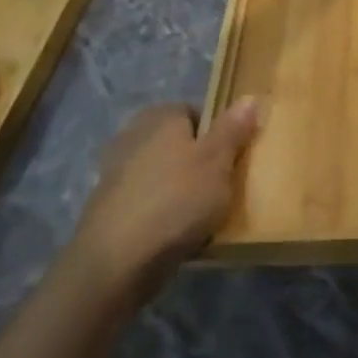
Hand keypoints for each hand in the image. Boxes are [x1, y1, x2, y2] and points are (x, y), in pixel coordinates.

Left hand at [71, 98, 259, 298]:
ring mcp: (116, 172)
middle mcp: (133, 135)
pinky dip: (162, 212)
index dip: (218, 134)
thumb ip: (233, 129)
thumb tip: (248, 97)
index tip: (234, 160)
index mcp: (160, 116)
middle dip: (199, 163)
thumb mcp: (217, 161)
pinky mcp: (109, 206)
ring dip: (180, 190)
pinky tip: (176, 234)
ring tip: (204, 216)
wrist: (118, 259)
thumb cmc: (177, 199)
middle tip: (224, 188)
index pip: (195, 113)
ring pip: (163, 174)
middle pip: (178, 144)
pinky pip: (148, 201)